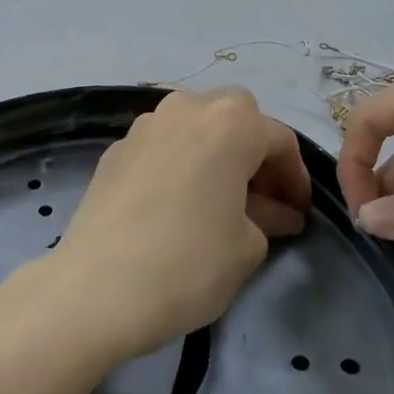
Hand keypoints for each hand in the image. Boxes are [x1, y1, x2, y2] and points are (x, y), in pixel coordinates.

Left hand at [52, 88, 311, 360]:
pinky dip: (180, 164)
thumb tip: (274, 212)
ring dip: (215, 154)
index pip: (279, 140)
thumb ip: (268, 218)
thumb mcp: (247, 247)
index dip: (295, 178)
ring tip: (219, 202)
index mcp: (230, 121)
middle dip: (254, 154)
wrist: (96, 287)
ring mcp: (145, 124)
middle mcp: (186, 106)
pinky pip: (163, 146)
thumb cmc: (188, 262)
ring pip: (195, 127)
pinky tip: (177, 205)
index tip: (298, 214)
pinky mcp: (115, 148)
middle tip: (262, 202)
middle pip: (235, 118)